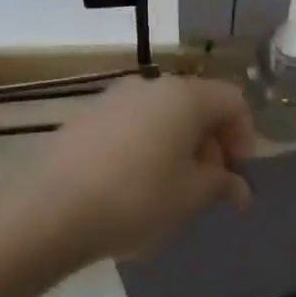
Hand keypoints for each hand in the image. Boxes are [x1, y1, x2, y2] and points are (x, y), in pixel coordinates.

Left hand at [21, 75, 253, 263]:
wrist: (50, 210)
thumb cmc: (137, 198)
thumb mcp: (191, 196)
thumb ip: (221, 184)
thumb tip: (238, 188)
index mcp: (185, 96)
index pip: (232, 101)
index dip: (244, 137)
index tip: (237, 174)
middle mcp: (151, 86)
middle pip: (197, 106)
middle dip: (211, 144)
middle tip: (208, 187)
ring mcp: (113, 98)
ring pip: (163, 116)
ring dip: (178, 147)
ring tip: (172, 189)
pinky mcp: (85, 118)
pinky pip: (132, 126)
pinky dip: (147, 148)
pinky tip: (134, 185)